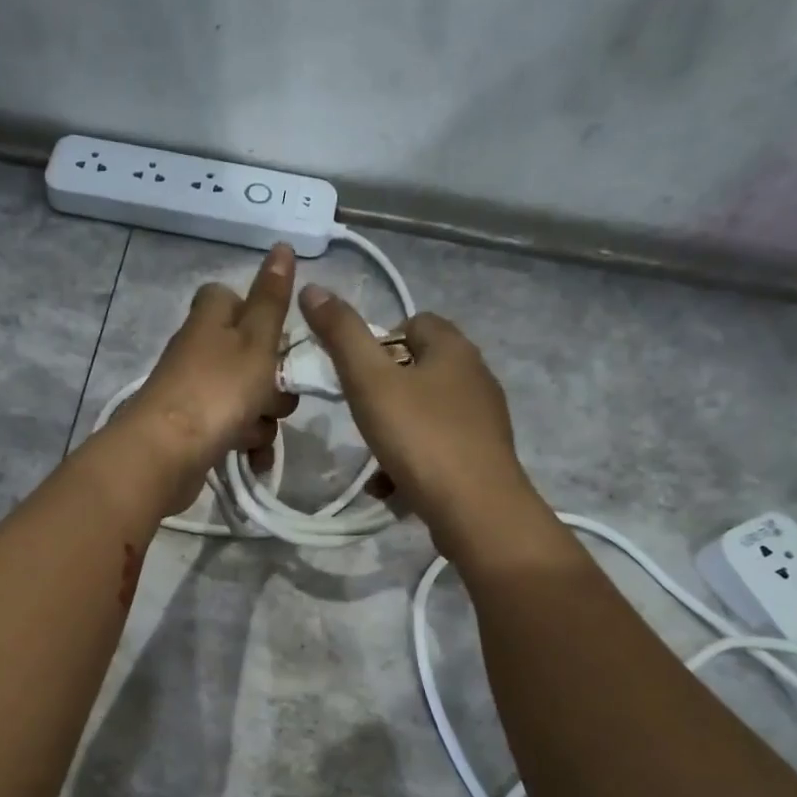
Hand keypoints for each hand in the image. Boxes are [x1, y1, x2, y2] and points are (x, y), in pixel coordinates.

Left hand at [126, 244, 300, 512]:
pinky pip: (233, 430)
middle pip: (250, 355)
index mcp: (211, 318)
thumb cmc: (218, 389)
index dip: (260, 316)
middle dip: (273, 381)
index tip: (277, 339)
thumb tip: (282, 246)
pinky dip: (247, 444)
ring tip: (256, 433)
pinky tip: (253, 461)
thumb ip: (272, 298)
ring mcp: (195, 391)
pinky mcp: (194, 429)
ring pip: (247, 397)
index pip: (233, 298)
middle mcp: (200, 350)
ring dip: (263, 419)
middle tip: (273, 395)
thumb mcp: (256, 339)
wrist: (166, 453)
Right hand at [298, 288, 540, 555]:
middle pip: (418, 370)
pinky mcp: (482, 456)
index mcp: (454, 348)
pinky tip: (392, 488)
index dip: (380, 342)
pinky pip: (437, 448)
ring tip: (374, 461)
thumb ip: (341, 335)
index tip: (356, 375)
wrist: (476, 509)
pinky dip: (412, 462)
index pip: (414, 322)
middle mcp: (475, 375)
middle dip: (384, 393)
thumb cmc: (420, 438)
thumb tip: (313, 287)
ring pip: (425, 414)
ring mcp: (483, 419)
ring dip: (394, 433)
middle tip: (361, 417)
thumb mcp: (370, 383)